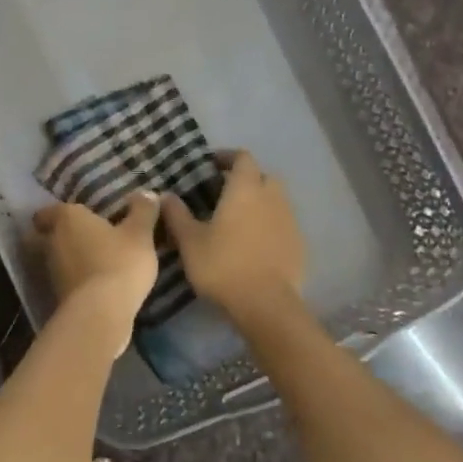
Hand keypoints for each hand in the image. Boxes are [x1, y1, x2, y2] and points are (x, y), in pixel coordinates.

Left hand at [31, 194, 160, 345]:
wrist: (100, 314)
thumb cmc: (119, 262)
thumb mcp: (140, 233)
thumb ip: (143, 211)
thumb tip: (146, 193)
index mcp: (66, 218)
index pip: (47, 211)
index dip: (60, 213)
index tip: (80, 217)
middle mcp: (52, 241)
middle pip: (53, 234)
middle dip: (70, 236)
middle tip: (95, 236)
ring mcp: (51, 270)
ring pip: (60, 258)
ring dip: (75, 259)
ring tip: (101, 260)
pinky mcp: (57, 295)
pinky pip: (68, 280)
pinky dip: (79, 279)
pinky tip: (101, 283)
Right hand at [162, 151, 305, 317]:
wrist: (266, 304)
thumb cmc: (223, 266)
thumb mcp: (190, 241)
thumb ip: (177, 215)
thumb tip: (164, 195)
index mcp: (245, 189)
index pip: (242, 158)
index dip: (227, 157)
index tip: (211, 164)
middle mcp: (272, 197)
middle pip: (262, 176)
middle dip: (246, 178)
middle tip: (224, 192)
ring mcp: (289, 221)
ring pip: (275, 200)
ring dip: (259, 202)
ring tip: (237, 219)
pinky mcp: (298, 244)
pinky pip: (282, 223)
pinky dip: (269, 224)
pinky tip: (254, 243)